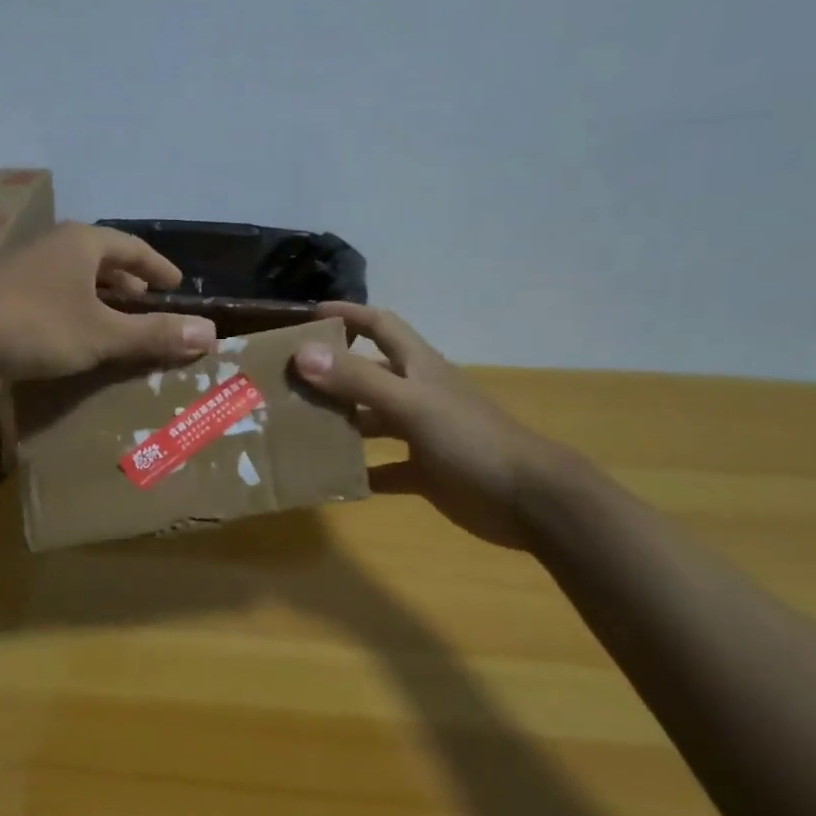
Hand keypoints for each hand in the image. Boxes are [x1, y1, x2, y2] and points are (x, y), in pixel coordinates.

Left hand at [0, 223, 216, 380]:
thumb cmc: (35, 324)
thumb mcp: (102, 333)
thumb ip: (154, 334)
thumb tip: (210, 334)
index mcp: (83, 243)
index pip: (133, 248)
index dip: (158, 267)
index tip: (177, 285)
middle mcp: (55, 249)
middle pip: (103, 263)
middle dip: (129, 287)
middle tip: (151, 310)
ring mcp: (25, 273)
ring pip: (76, 283)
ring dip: (101, 304)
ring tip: (119, 329)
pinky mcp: (4, 299)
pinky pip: (54, 302)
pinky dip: (75, 318)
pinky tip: (76, 343)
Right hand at [292, 303, 565, 549]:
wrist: (529, 500)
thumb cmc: (471, 440)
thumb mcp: (411, 405)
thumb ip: (358, 380)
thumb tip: (303, 353)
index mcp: (418, 368)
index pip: (380, 326)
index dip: (349, 315)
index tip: (308, 315)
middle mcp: (418, 395)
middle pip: (368, 374)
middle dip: (331, 373)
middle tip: (286, 381)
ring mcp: (422, 435)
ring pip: (372, 420)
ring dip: (340, 422)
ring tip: (297, 428)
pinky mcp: (426, 472)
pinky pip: (384, 468)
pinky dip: (360, 471)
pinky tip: (331, 479)